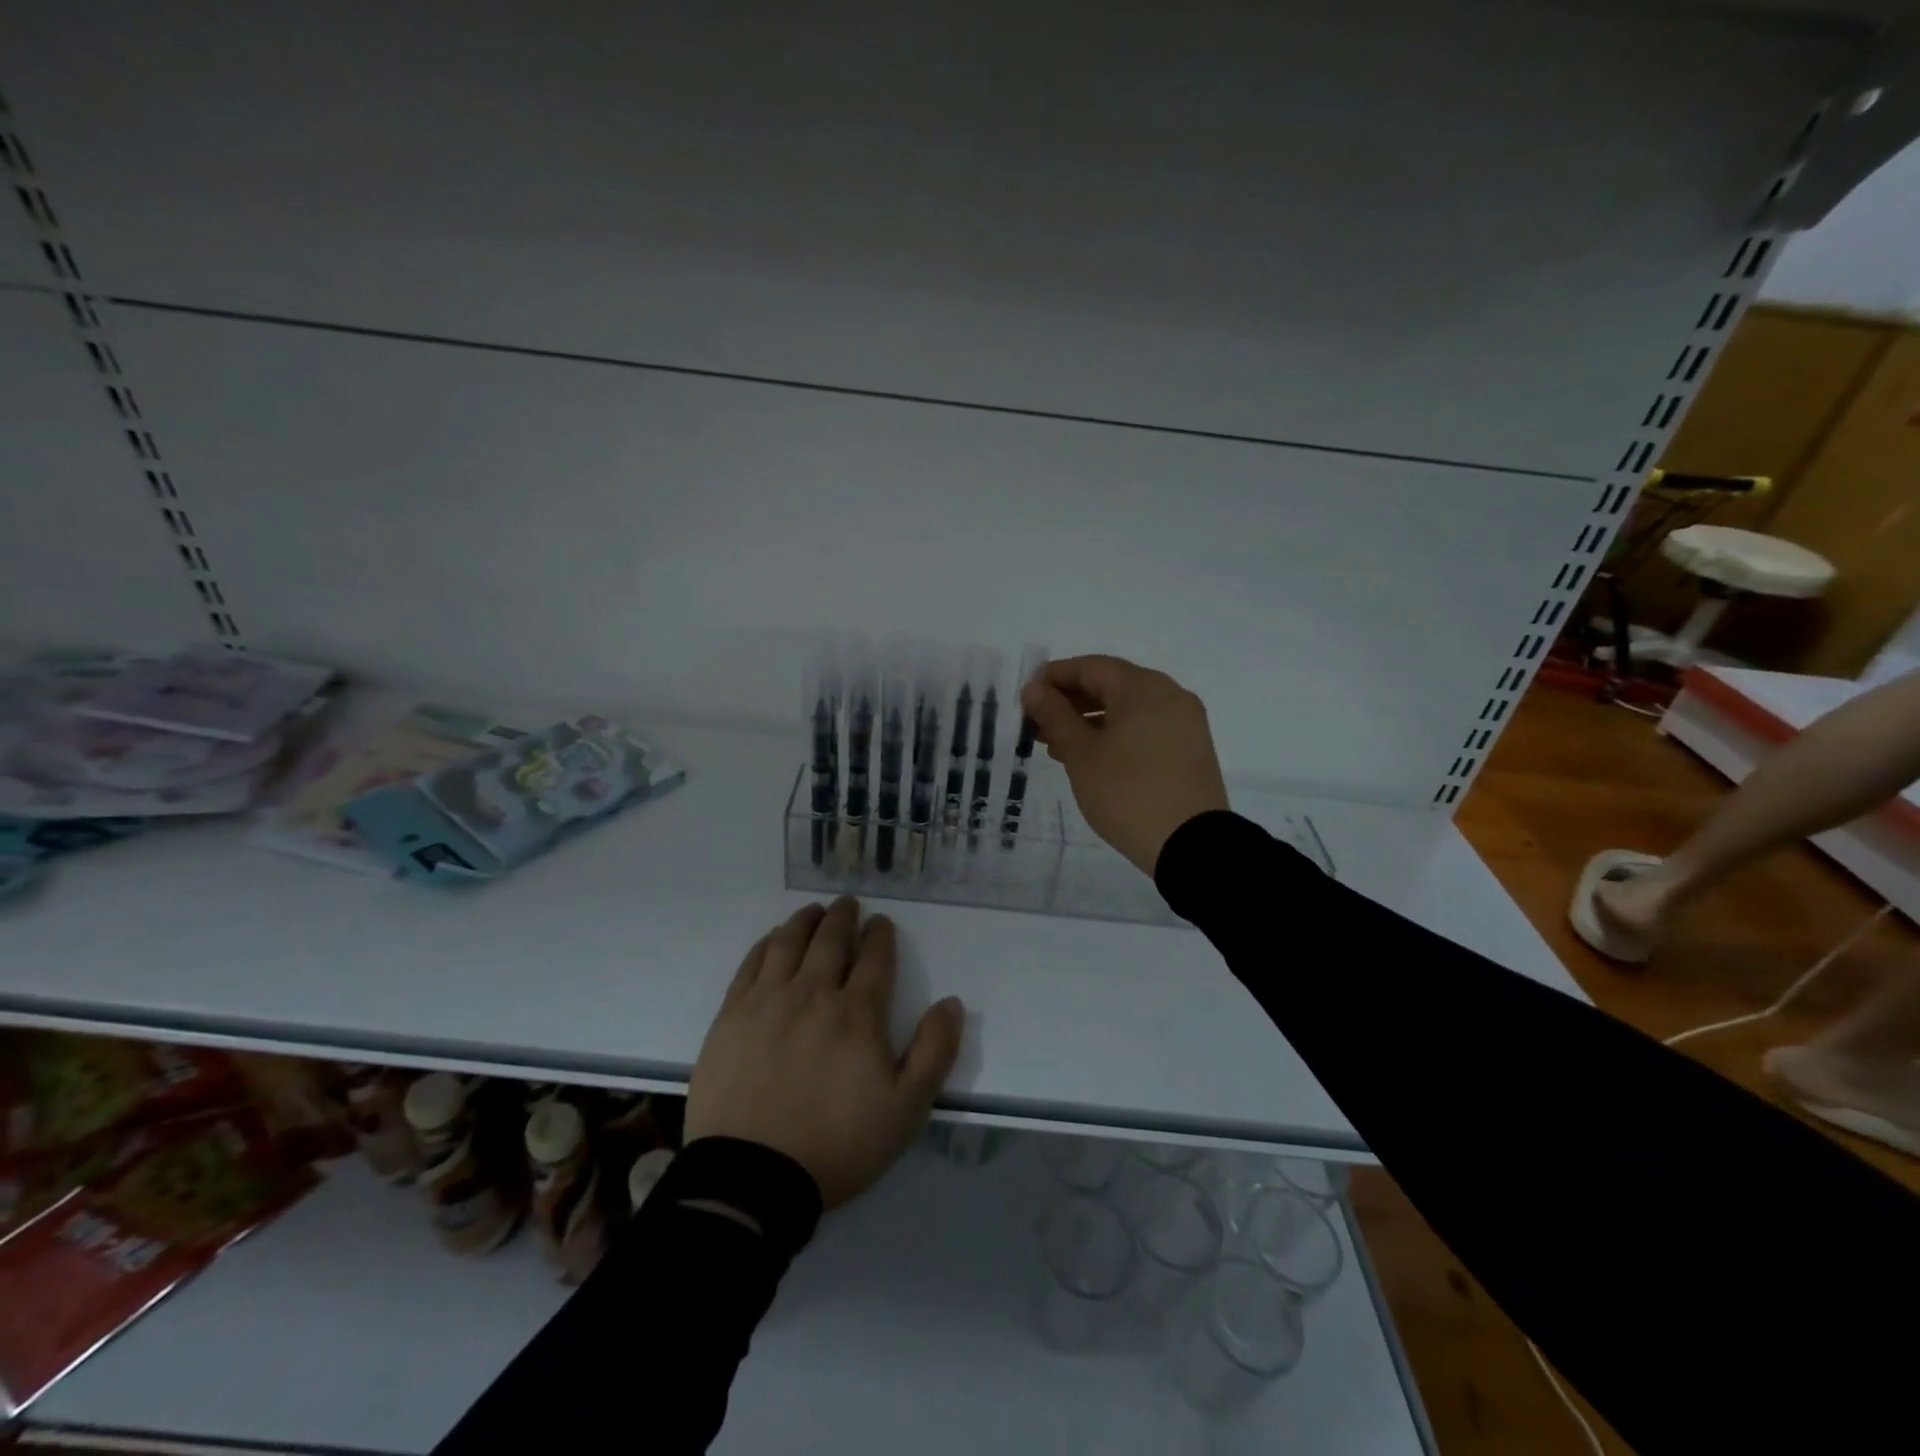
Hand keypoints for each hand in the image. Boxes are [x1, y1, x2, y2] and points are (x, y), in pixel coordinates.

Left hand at [685, 896, 965, 1209]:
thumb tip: (951, 1003)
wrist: (751, 1177)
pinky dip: (766, 944)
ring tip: (814, 911)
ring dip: (805, 921)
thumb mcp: (905, 1110)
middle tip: (848, 903)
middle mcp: (813, 994)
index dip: (880, 936)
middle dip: (843, 918)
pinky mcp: (731, 1016)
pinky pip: (751, 965)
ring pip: (789, 943)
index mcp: (857, 1013)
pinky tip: (773, 939)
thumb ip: (934, 1052)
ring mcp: (767, 1001)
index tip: (882, 923)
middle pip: (830, 941)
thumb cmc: (837, 1145)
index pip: (874, 959)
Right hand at [1020, 654, 1229, 876]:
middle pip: (1111, 685)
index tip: (1027, 698)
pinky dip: (1115, 734)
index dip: (1054, 677)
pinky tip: (1091, 758)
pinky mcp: (1190, 749)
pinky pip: (1145, 728)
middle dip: (1070, 702)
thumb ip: (1055, 715)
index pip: (1090, 667)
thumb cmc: (1127, 793)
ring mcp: (1185, 722)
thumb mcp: (1081, 753)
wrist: (1191, 846)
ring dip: (1090, 721)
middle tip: (1037, 726)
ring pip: (1128, 709)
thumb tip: (1034, 688)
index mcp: (1143, 687)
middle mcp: (1169, 695)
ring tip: (1057, 747)